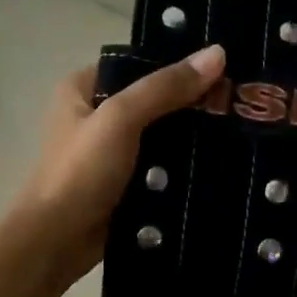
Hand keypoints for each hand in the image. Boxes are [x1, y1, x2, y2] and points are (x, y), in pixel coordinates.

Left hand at [14, 45, 226, 283]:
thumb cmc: (81, 172)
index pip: (138, 63)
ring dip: (192, 136)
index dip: (178, 62)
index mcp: (83, 88)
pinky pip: (161, 165)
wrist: (57, 243)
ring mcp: (110, 151)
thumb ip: (166, 87)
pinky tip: (220, 162)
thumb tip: (217, 53)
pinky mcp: (124, 183)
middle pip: (153, 99)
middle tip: (239, 100)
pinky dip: (183, 165)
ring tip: (240, 129)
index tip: (223, 66)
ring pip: (160, 134)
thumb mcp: (121, 118)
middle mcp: (95, 114)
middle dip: (192, 102)